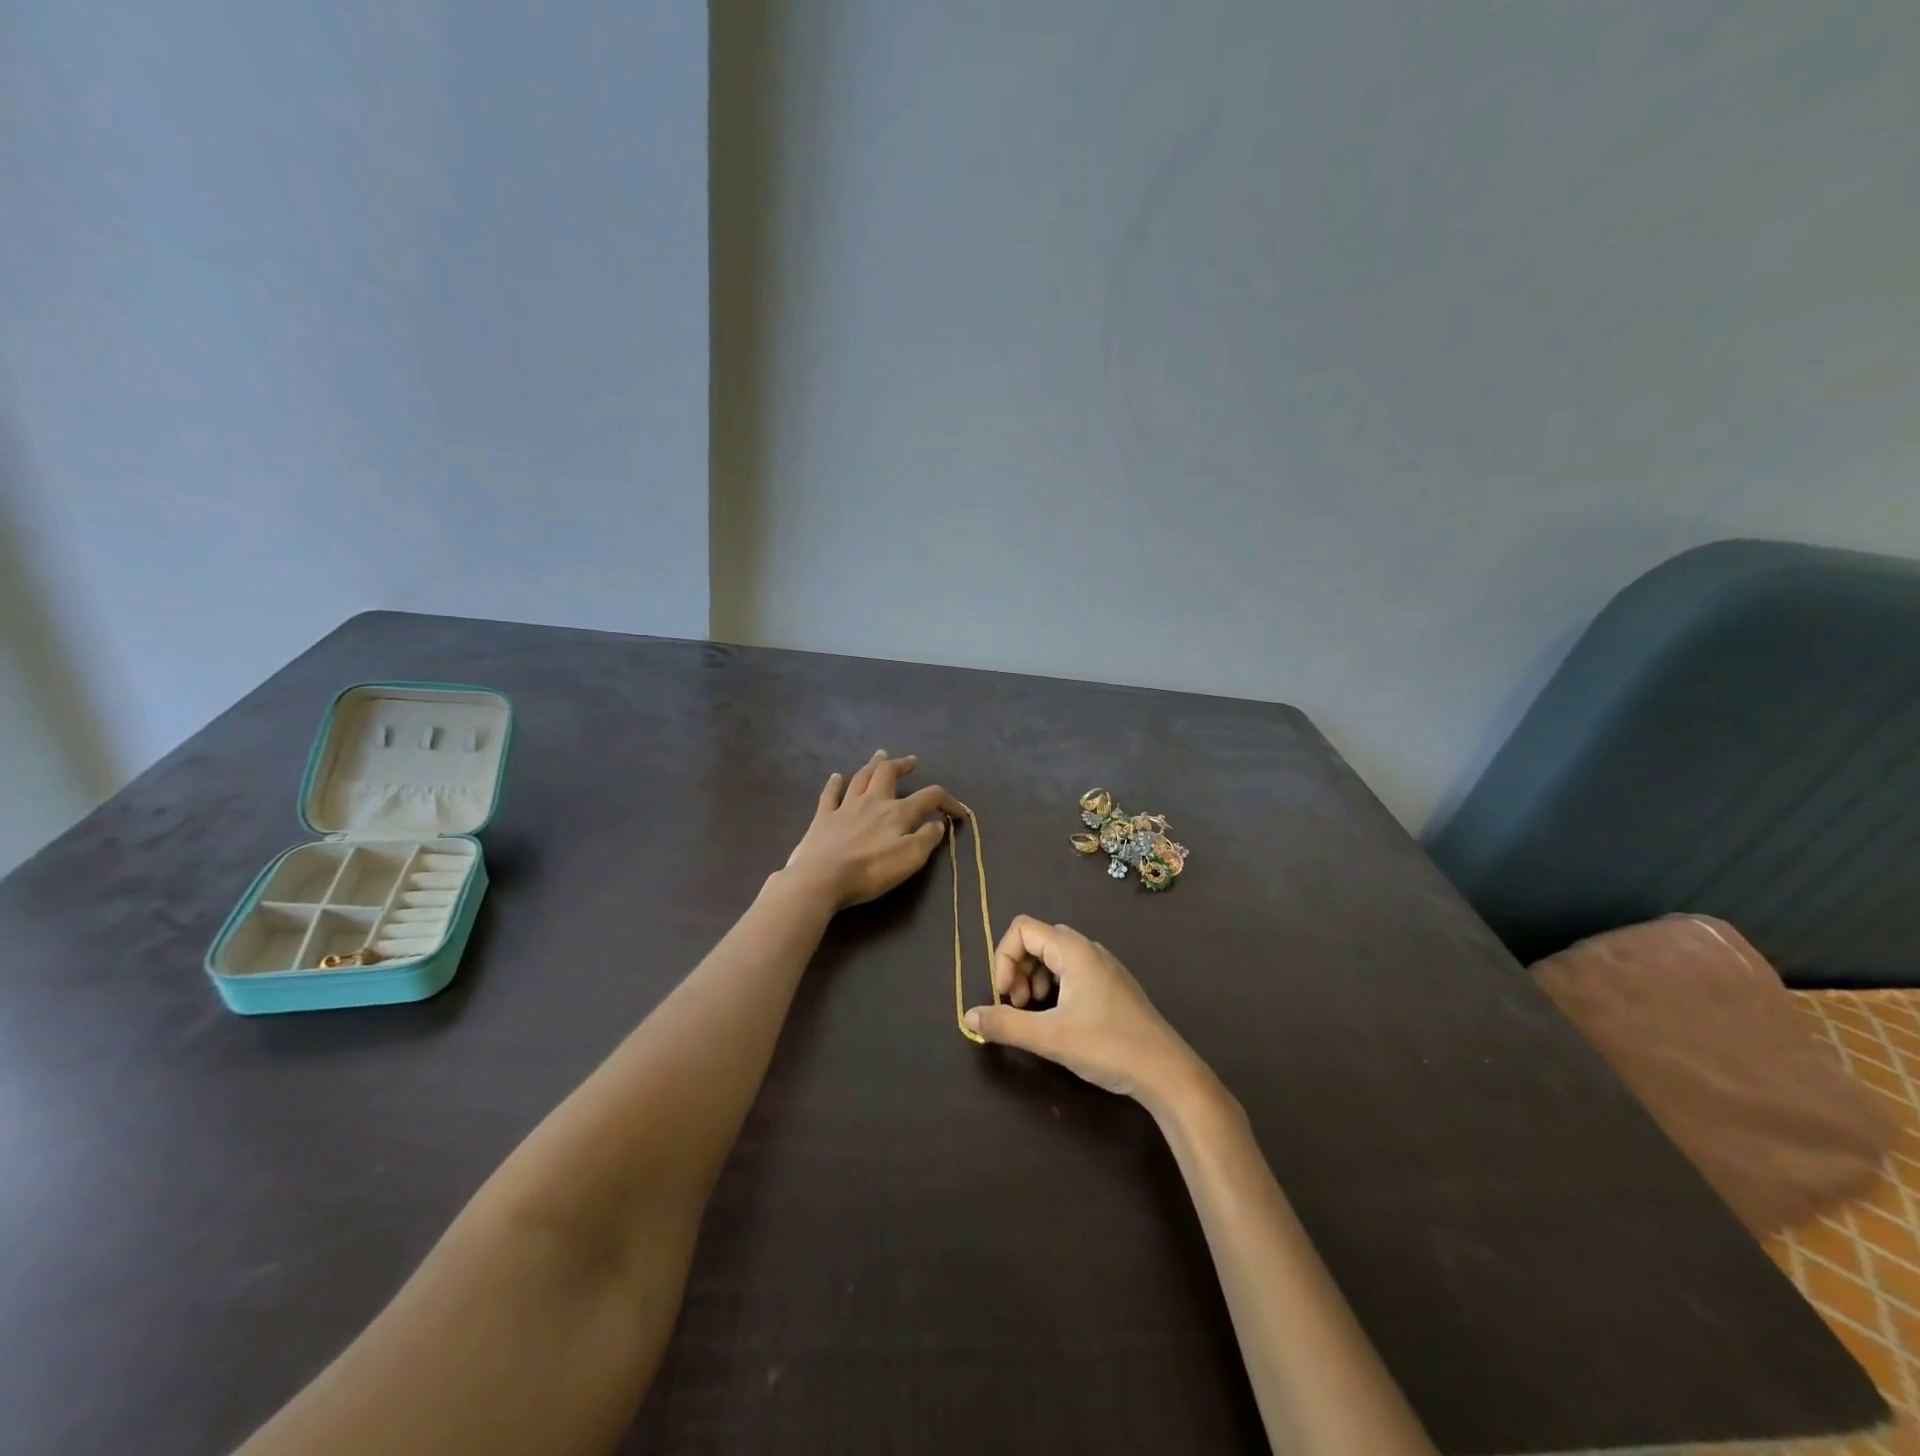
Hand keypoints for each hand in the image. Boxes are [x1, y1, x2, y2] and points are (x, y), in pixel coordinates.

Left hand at [783, 752, 964, 910]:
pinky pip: (830, 794)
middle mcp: (872, 802)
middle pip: (888, 773)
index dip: (947, 801)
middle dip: (902, 765)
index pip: (929, 797)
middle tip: (911, 761)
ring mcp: (845, 807)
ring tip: (881, 756)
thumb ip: (927, 839)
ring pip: (861, 778)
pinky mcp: (823, 818)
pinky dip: (835, 783)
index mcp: (897, 812)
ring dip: (873, 765)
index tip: (958, 813)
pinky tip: (837, 777)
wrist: (822, 878)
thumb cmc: (870, 871)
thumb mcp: (910, 859)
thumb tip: (937, 823)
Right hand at [964, 916, 1207, 1108]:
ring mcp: (1104, 967)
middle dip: (1018, 969)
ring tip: (1035, 1013)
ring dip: (1035, 978)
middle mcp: (1089, 949)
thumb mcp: (1050, 1038)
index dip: (1004, 957)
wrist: (1167, 1072)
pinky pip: (1073, 971)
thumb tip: (968, 1016)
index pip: (1022, 929)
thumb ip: (1006, 1024)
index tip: (1006, 996)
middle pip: (1038, 940)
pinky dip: (1055, 986)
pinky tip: (1059, 1019)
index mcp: (1074, 951)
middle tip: (1018, 1005)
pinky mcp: (1113, 986)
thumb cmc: (1108, 1046)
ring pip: (1055, 956)